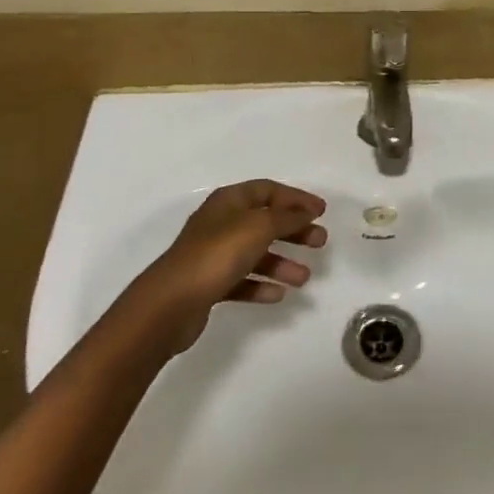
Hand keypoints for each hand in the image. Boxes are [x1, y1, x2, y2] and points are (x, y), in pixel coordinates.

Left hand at [131, 180, 328, 353]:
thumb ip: (287, 217)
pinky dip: (261, 285)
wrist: (171, 303)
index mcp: (229, 201)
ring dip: (282, 263)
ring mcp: (213, 254)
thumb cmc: (217, 254)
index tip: (322, 211)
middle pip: (265, 221)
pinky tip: (278, 295)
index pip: (268, 190)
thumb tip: (306, 211)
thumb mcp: (259, 226)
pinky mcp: (210, 284)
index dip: (296, 198)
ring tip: (303, 278)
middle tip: (320, 242)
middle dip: (294, 230)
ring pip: (256, 253)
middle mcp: (221, 223)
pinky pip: (242, 280)